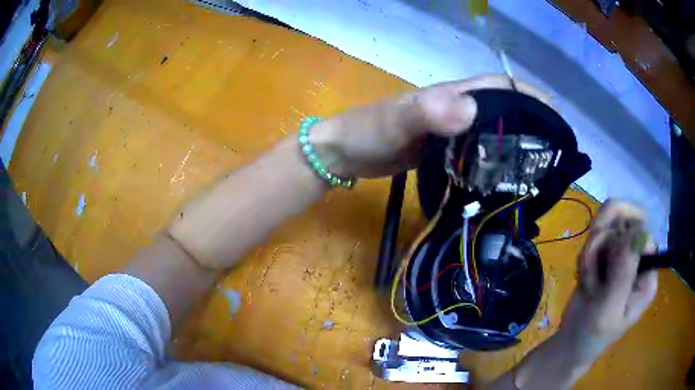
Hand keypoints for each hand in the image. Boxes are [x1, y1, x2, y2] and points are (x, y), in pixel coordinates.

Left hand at [310, 74, 548, 178]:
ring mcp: (449, 131)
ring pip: (491, 131)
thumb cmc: (367, 131)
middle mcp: (456, 109)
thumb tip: (473, 110)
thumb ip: (429, 113)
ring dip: (513, 143)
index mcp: (452, 95)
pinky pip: (475, 151)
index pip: (499, 85)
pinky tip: (501, 179)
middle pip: (502, 108)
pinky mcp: (443, 151)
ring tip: (535, 168)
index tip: (553, 116)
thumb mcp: (397, 120)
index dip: (528, 94)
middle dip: (529, 122)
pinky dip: (492, 160)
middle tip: (551, 150)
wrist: (343, 153)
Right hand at [558, 201, 657, 364]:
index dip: (621, 235)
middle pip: (627, 219)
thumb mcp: (608, 310)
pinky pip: (596, 237)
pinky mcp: (607, 257)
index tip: (602, 257)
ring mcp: (623, 257)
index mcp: (647, 274)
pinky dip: (585, 254)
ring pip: (608, 225)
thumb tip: (636, 231)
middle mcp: (639, 260)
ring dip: (592, 250)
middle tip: (589, 259)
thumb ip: (623, 274)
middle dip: (604, 236)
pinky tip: (583, 277)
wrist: (569, 344)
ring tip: (587, 280)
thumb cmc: (591, 335)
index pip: (643, 230)